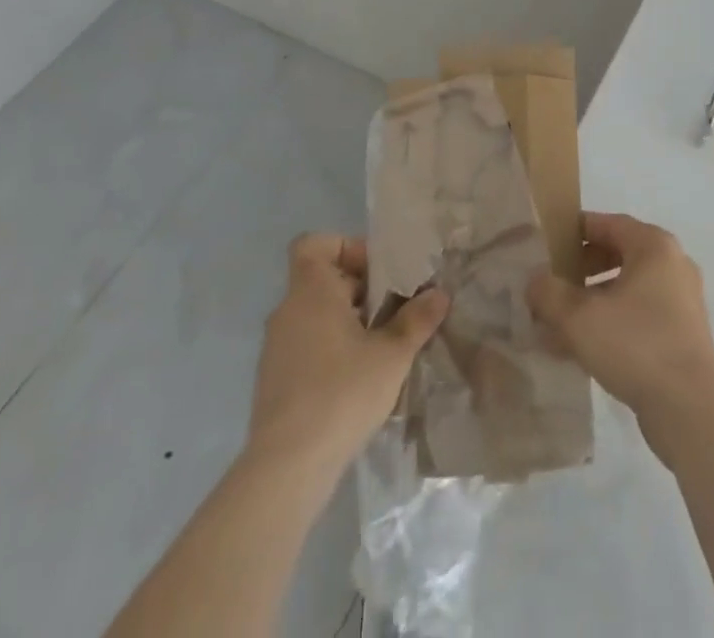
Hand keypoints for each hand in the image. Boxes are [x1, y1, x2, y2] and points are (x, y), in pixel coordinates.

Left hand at [246, 233, 447, 476]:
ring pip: (317, 315)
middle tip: (395, 309)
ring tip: (384, 346)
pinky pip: (308, 346)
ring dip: (349, 322)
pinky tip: (361, 379)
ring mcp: (276, 349)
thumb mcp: (392, 354)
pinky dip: (333, 350)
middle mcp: (287, 312)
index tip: (377, 272)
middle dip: (361, 289)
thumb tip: (439, 294)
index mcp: (310, 292)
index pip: (314, 243)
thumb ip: (417, 319)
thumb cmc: (341, 393)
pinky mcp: (275, 382)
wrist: (286, 469)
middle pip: (323, 279)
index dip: (346, 247)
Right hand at [527, 213, 713, 449]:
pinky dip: (612, 322)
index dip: (576, 231)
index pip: (609, 223)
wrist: (690, 408)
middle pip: (619, 254)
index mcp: (654, 246)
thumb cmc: (635, 345)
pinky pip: (639, 315)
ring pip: (628, 289)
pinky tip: (582, 349)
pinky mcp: (682, 334)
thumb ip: (549, 293)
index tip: (547, 244)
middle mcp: (673, 264)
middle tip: (552, 284)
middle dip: (582, 269)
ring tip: (559, 323)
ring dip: (593, 301)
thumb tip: (535, 281)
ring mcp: (681, 300)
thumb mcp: (579, 317)